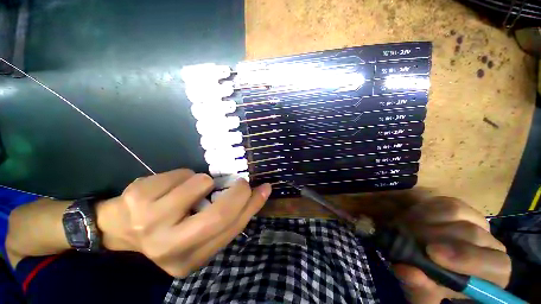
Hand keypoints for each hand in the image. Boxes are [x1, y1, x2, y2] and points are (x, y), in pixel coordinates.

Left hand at [96, 169, 271, 276]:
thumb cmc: (169, 229)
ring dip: (204, 181)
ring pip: (201, 184)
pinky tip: (170, 187)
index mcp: (190, 259)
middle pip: (218, 214)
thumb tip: (255, 194)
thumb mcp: (199, 232)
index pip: (231, 229)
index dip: (252, 206)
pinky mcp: (139, 197)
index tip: (264, 189)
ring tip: (192, 188)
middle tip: (242, 182)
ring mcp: (150, 222)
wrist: (121, 227)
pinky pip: (182, 173)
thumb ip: (225, 218)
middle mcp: (170, 247)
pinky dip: (185, 175)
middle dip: (238, 191)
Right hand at [392, 196, 510, 302]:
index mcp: (491, 275)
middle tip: (409, 238)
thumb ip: (419, 289)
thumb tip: (409, 272)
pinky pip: (445, 202)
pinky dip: (426, 209)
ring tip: (408, 229)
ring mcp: (476, 222)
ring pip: (458, 213)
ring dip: (427, 221)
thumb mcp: (422, 294)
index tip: (431, 253)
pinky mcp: (459, 208)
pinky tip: (414, 218)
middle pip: (474, 235)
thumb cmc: (427, 281)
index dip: (468, 259)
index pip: (498, 266)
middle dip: (437, 236)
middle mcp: (489, 245)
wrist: (421, 256)